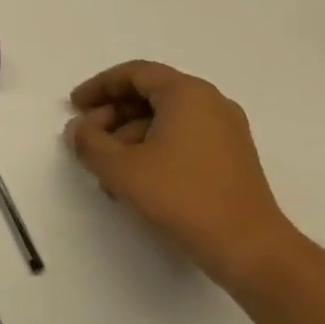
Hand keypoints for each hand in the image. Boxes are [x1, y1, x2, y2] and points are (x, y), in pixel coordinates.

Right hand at [64, 60, 294, 287]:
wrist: (250, 249)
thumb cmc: (183, 197)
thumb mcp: (122, 169)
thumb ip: (90, 143)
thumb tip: (77, 130)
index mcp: (187, 93)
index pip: (135, 74)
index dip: (99, 87)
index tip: (74, 107)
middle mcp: (210, 103)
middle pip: (150, 95)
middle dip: (112, 115)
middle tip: (86, 139)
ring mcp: (225, 131)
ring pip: (165, 120)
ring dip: (128, 138)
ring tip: (105, 170)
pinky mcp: (231, 158)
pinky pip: (182, 139)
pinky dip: (153, 150)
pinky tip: (134, 181)